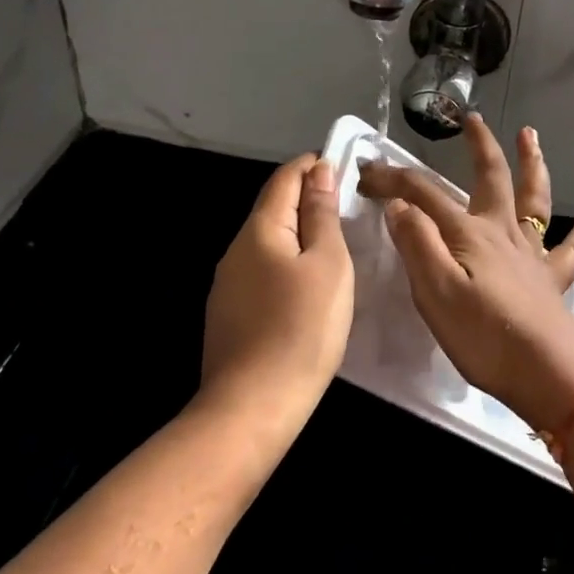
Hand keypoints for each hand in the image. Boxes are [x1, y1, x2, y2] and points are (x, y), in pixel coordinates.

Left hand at [201, 155, 353, 431]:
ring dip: (297, 234)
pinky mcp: (228, 315)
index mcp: (259, 230)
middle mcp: (235, 250)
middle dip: (306, 199)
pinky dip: (286, 264)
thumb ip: (322, 215)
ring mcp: (227, 285)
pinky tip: (306, 286)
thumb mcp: (328, 265)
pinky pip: (262, 273)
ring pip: (267, 243)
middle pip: (272, 209)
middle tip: (347, 206)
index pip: (284, 178)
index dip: (311, 165)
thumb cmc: (301, 328)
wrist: (251, 408)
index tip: (342, 165)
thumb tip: (319, 172)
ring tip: (333, 244)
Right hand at [357, 116, 573, 430]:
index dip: (393, 179)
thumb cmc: (485, 336)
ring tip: (531, 136)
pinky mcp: (552, 279)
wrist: (549, 374)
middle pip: (491, 176)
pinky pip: (570, 248)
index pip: (423, 193)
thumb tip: (399, 205)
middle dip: (478, 145)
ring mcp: (532, 253)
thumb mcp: (435, 292)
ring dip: (533, 164)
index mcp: (468, 233)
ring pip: (534, 198)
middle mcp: (502, 231)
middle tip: (471, 118)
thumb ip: (417, 244)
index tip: (365, 174)